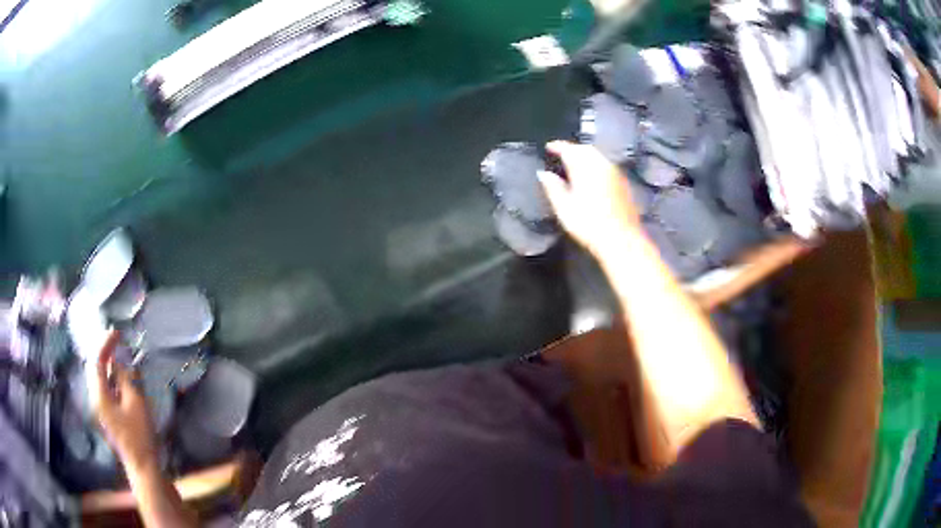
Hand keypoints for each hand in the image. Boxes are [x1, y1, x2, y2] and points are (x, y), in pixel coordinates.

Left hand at [93, 331, 158, 471]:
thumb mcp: (135, 403)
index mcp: (99, 395)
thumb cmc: (139, 434)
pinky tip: (120, 378)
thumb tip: (119, 362)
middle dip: (104, 353)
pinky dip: (111, 379)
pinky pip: (105, 389)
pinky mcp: (107, 416)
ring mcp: (100, 409)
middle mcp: (95, 399)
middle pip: (95, 369)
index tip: (118, 332)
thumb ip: (126, 379)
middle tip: (117, 342)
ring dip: (108, 366)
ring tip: (119, 356)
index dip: (106, 344)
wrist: (142, 465)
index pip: (97, 362)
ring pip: (99, 379)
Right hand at [538, 141, 641, 256]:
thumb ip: (552, 187)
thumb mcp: (564, 207)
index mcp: (585, 167)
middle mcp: (601, 164)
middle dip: (573, 149)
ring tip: (574, 164)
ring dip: (585, 156)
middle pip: (585, 149)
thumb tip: (543, 173)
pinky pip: (606, 165)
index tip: (548, 147)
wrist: (621, 239)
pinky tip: (591, 176)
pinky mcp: (623, 183)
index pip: (569, 149)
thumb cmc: (589, 224)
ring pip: (598, 156)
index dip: (557, 146)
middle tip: (561, 154)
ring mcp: (615, 173)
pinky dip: (596, 165)